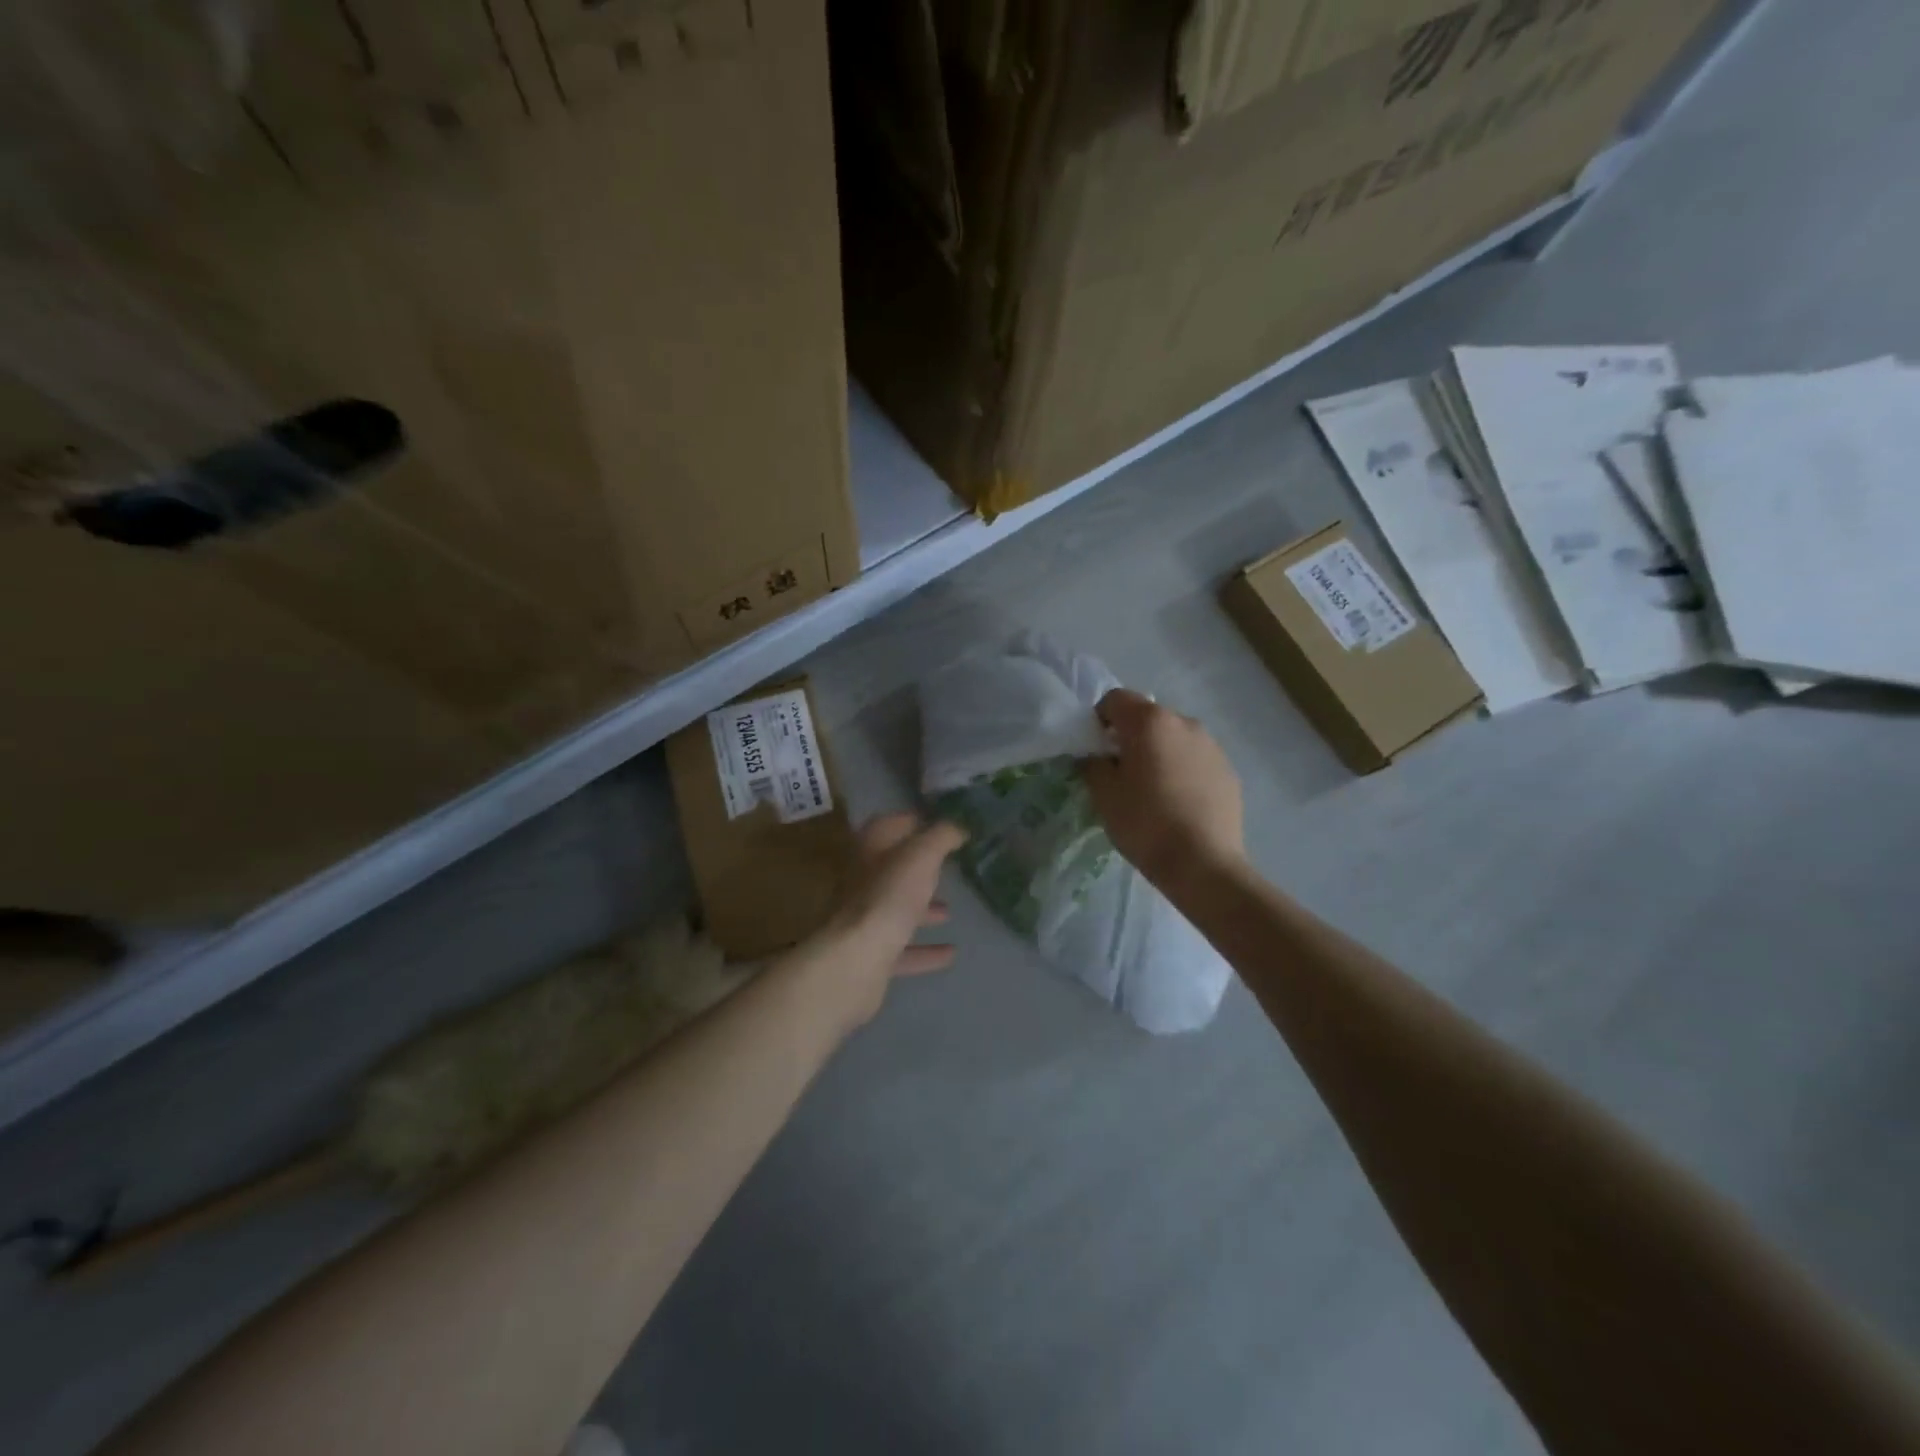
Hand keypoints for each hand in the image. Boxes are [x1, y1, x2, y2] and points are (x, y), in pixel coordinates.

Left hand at [792, 813, 965, 1033]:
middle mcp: (861, 882)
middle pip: (891, 869)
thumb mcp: (921, 856)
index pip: (887, 825)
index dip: (910, 821)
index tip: (937, 824)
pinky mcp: (869, 955)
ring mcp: (863, 920)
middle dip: (918, 869)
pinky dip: (925, 950)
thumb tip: (958, 827)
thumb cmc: (889, 896)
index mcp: (869, 851)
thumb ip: (941, 837)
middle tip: (946, 869)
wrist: (856, 959)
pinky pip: (902, 948)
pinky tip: (950, 953)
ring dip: (921, 909)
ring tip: (950, 911)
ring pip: (895, 909)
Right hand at [1082, 689, 1244, 889]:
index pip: (1115, 699)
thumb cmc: (1145, 823)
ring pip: (1174, 738)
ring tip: (1153, 789)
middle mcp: (1184, 722)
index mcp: (1149, 722)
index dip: (1099, 719)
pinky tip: (1178, 803)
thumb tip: (1097, 755)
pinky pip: (1195, 759)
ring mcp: (1211, 745)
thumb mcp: (1104, 794)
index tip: (1096, 748)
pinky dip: (1182, 770)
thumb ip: (1093, 764)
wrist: (1203, 864)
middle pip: (1148, 716)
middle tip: (1121, 771)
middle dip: (1131, 736)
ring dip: (1159, 752)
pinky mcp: (1228, 770)